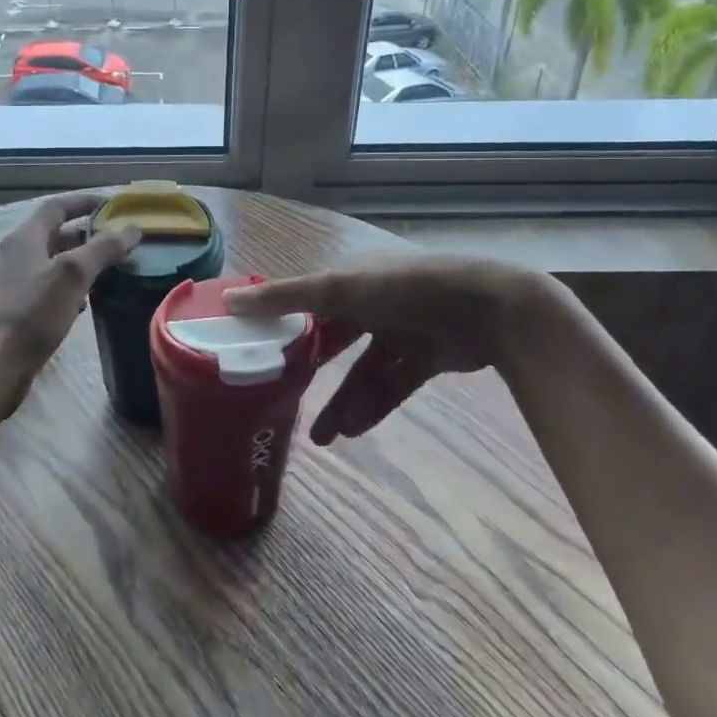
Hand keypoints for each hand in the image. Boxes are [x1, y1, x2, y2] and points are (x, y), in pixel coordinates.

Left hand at [0, 192, 141, 409]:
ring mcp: (12, 285)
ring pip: (52, 264)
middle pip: (54, 235)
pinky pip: (47, 289)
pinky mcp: (14, 312)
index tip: (112, 204)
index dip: (84, 201)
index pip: (56, 207)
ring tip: (109, 271)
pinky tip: (84, 305)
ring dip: (80, 263)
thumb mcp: (72, 276)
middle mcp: (15, 256)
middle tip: (118, 241)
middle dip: (87, 235)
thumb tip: (132, 229)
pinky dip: (69, 289)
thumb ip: (102, 249)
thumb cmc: (31, 314)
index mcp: (25, 238)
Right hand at [224, 254, 560, 443]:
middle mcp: (372, 303)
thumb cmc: (403, 288)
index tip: (257, 355)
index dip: (282, 328)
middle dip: (312, 375)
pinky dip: (373, 406)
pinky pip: (391, 386)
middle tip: (284, 403)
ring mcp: (401, 331)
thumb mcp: (337, 289)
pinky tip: (351, 431)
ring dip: (343, 401)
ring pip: (362, 371)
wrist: (489, 308)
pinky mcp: (425, 358)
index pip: (306, 304)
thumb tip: (227, 300)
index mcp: (350, 279)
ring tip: (321, 437)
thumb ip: (283, 299)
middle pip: (333, 342)